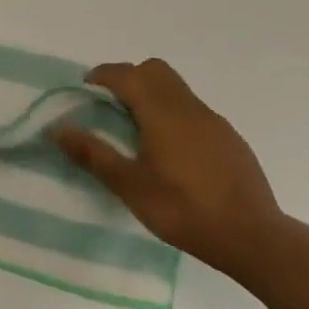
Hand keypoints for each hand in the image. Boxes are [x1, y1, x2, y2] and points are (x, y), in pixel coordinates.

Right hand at [51, 59, 282, 277]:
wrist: (252, 238)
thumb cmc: (183, 210)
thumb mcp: (130, 186)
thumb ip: (93, 154)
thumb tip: (56, 129)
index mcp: (161, 113)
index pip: (127, 74)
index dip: (103, 74)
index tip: (86, 87)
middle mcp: (189, 107)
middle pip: (155, 70)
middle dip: (129, 77)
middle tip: (111, 103)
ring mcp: (214, 122)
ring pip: (177, 89)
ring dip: (153, 94)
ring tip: (138, 129)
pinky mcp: (230, 139)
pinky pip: (195, 111)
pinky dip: (175, 114)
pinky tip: (173, 152)